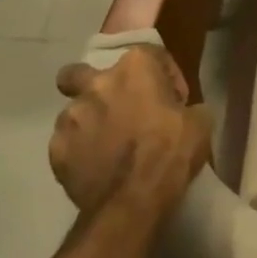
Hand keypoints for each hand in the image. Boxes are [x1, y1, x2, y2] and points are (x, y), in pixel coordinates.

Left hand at [50, 46, 211, 220]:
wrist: (132, 202)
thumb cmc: (171, 153)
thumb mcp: (201, 122)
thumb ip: (187, 106)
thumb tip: (180, 112)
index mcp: (135, 67)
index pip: (151, 55)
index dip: (165, 76)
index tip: (173, 99)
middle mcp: (97, 83)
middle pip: (81, 73)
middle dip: (92, 85)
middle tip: (116, 106)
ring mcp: (70, 117)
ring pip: (73, 111)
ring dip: (89, 122)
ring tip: (106, 145)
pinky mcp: (55, 150)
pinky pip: (67, 144)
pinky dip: (79, 152)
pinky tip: (95, 167)